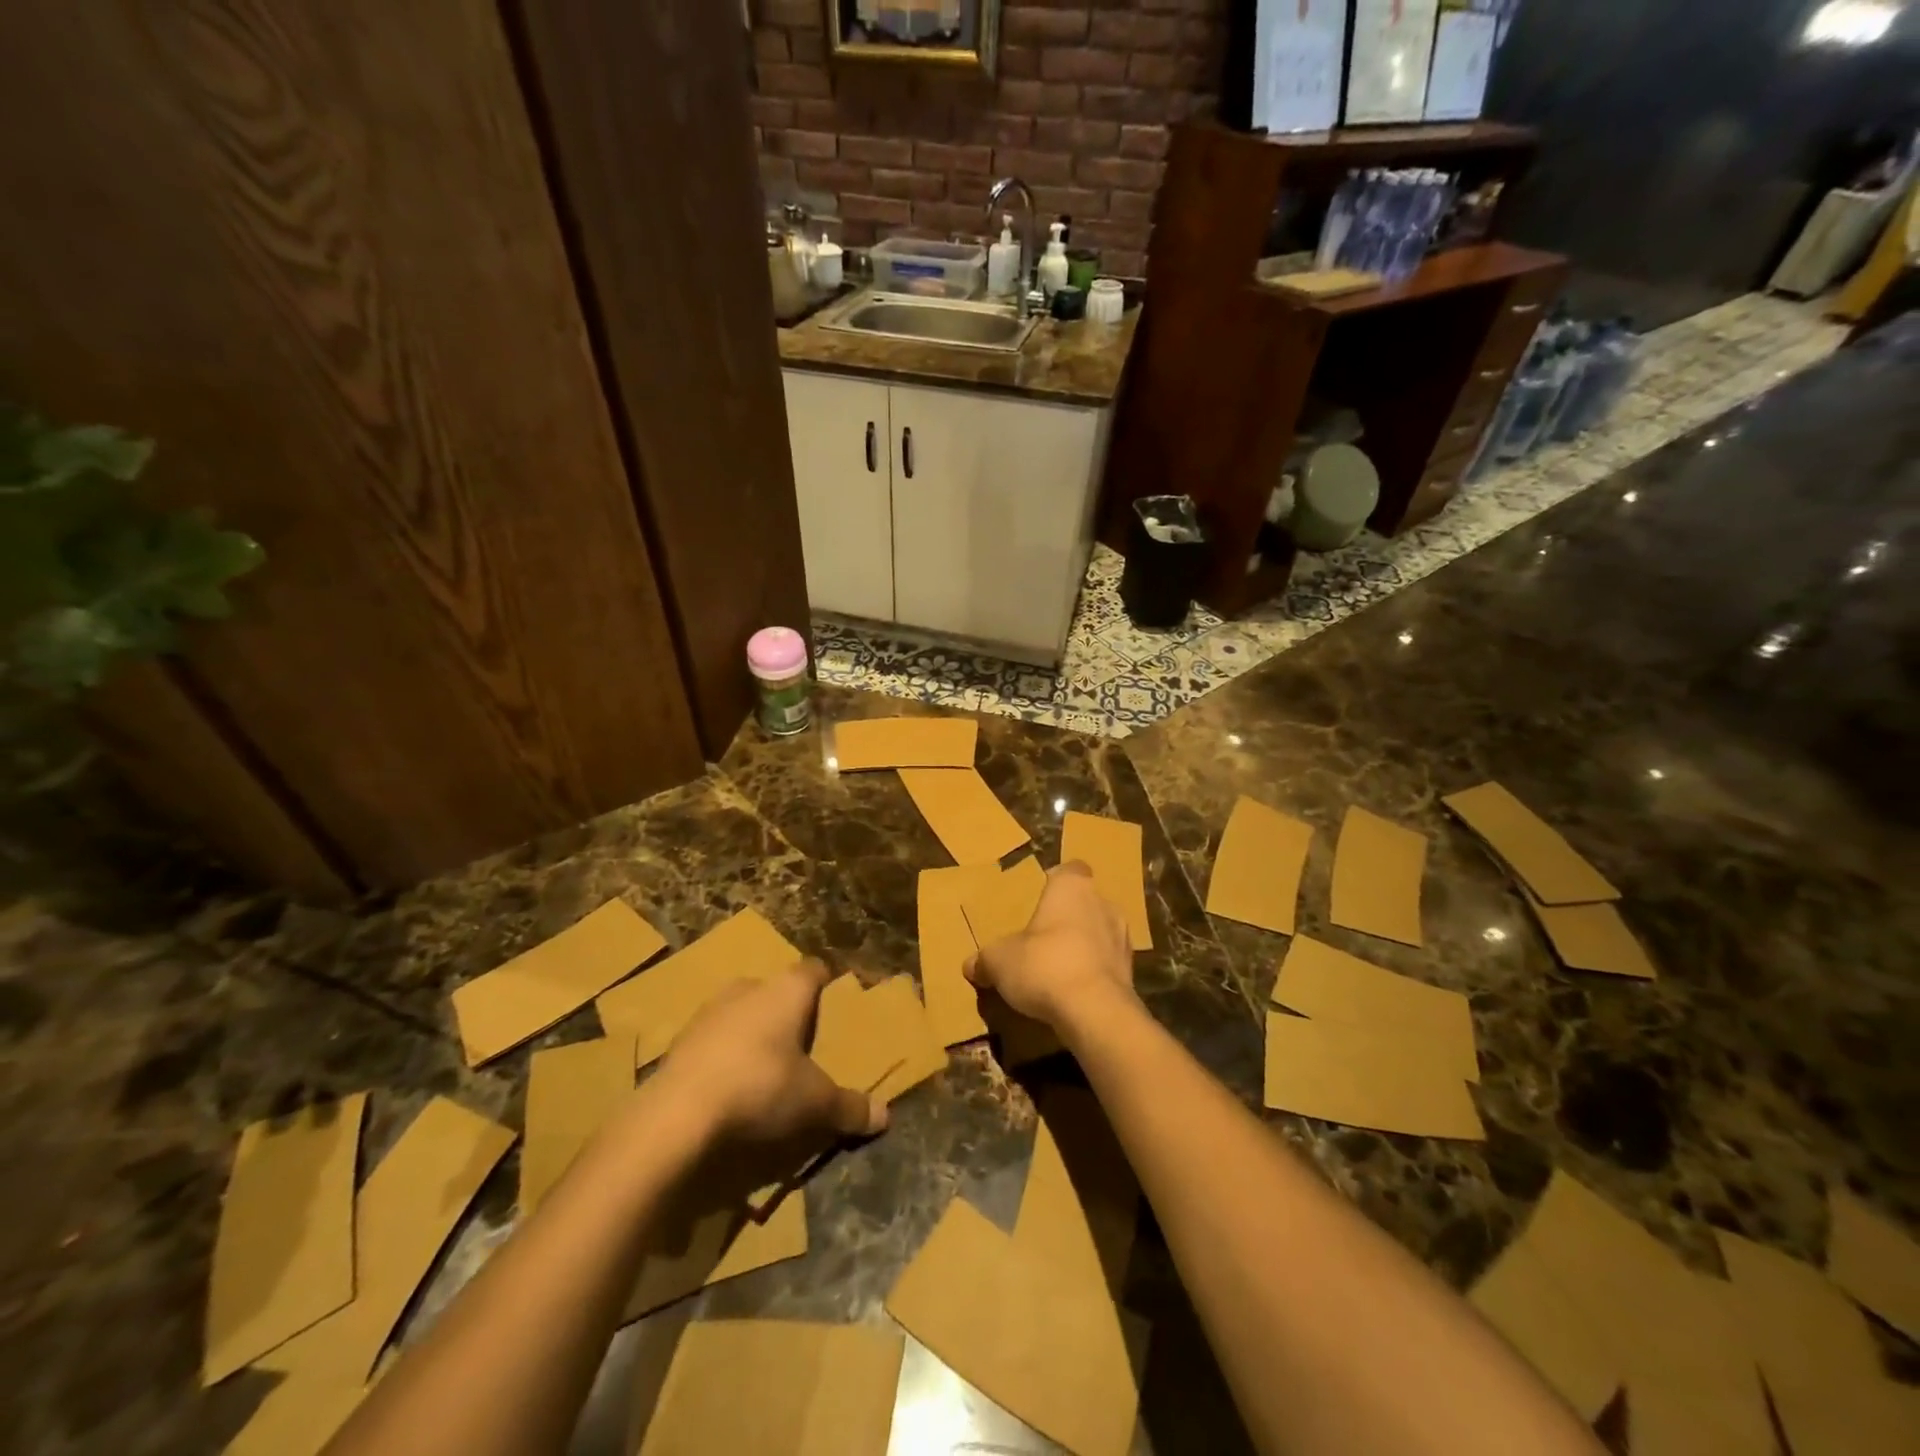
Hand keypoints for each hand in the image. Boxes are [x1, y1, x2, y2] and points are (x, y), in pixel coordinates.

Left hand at [656, 959, 886, 1145]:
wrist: (677, 1116)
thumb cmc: (761, 1089)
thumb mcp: (815, 1104)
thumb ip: (849, 1107)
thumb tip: (885, 1116)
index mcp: (787, 990)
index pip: (813, 970)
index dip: (825, 984)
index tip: (835, 1002)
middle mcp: (748, 988)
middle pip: (774, 990)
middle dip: (787, 1011)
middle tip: (803, 1042)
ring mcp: (708, 1012)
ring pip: (740, 1012)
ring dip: (751, 1032)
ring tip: (765, 1066)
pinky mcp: (679, 1042)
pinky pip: (712, 1040)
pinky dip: (722, 1056)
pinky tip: (729, 1086)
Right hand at [965, 862, 1134, 1031]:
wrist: (1095, 1012)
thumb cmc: (1044, 965)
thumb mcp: (1000, 961)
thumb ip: (985, 959)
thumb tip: (971, 965)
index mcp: (1072, 887)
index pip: (1070, 870)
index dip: (1056, 882)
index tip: (1039, 898)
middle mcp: (1103, 903)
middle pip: (1085, 902)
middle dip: (1067, 917)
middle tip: (1041, 937)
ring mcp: (1123, 937)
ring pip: (1100, 932)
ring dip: (1083, 945)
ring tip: (1058, 967)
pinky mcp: (1132, 971)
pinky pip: (1107, 963)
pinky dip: (1094, 972)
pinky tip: (1074, 991)